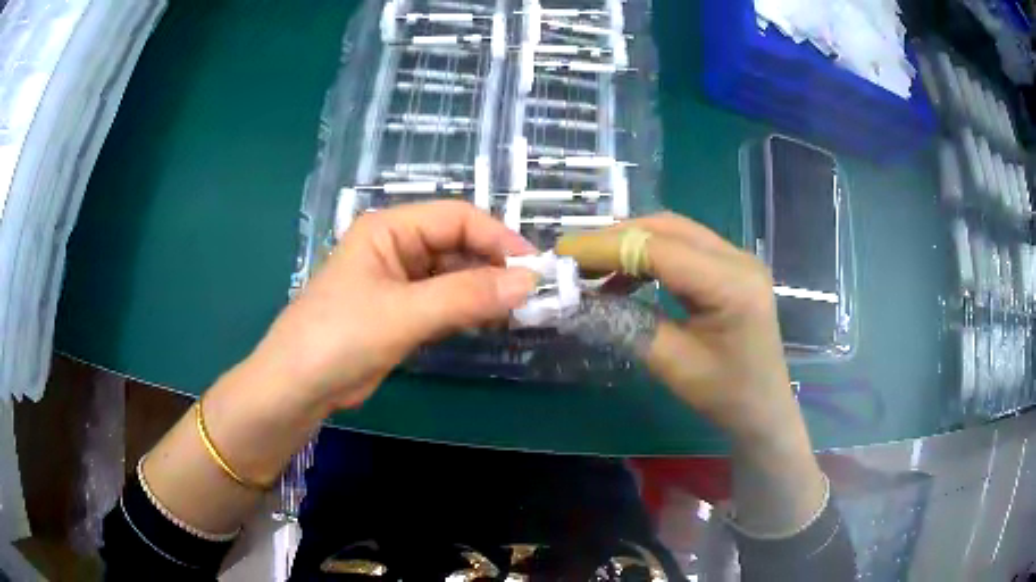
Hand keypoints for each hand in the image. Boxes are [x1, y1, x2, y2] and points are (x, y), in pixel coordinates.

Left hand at [245, 201, 537, 412]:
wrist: (298, 387)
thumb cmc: (340, 337)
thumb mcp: (404, 313)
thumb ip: (466, 296)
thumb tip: (528, 282)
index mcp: (389, 229)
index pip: (456, 218)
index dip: (497, 238)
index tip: (533, 268)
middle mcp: (396, 247)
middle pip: (457, 245)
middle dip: (494, 266)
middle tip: (531, 295)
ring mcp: (398, 281)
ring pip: (453, 275)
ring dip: (484, 290)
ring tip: (518, 310)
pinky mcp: (401, 312)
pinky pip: (444, 302)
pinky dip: (468, 310)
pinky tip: (490, 322)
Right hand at [563, 213, 798, 444]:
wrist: (763, 408)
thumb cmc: (724, 395)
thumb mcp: (672, 364)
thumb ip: (626, 324)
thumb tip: (579, 298)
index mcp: (732, 285)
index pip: (661, 249)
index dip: (608, 247)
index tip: (564, 254)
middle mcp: (739, 259)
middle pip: (668, 228)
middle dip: (616, 237)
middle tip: (574, 255)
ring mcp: (738, 258)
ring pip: (674, 231)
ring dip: (631, 243)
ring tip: (593, 266)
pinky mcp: (731, 267)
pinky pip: (683, 247)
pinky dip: (649, 255)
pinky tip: (626, 276)